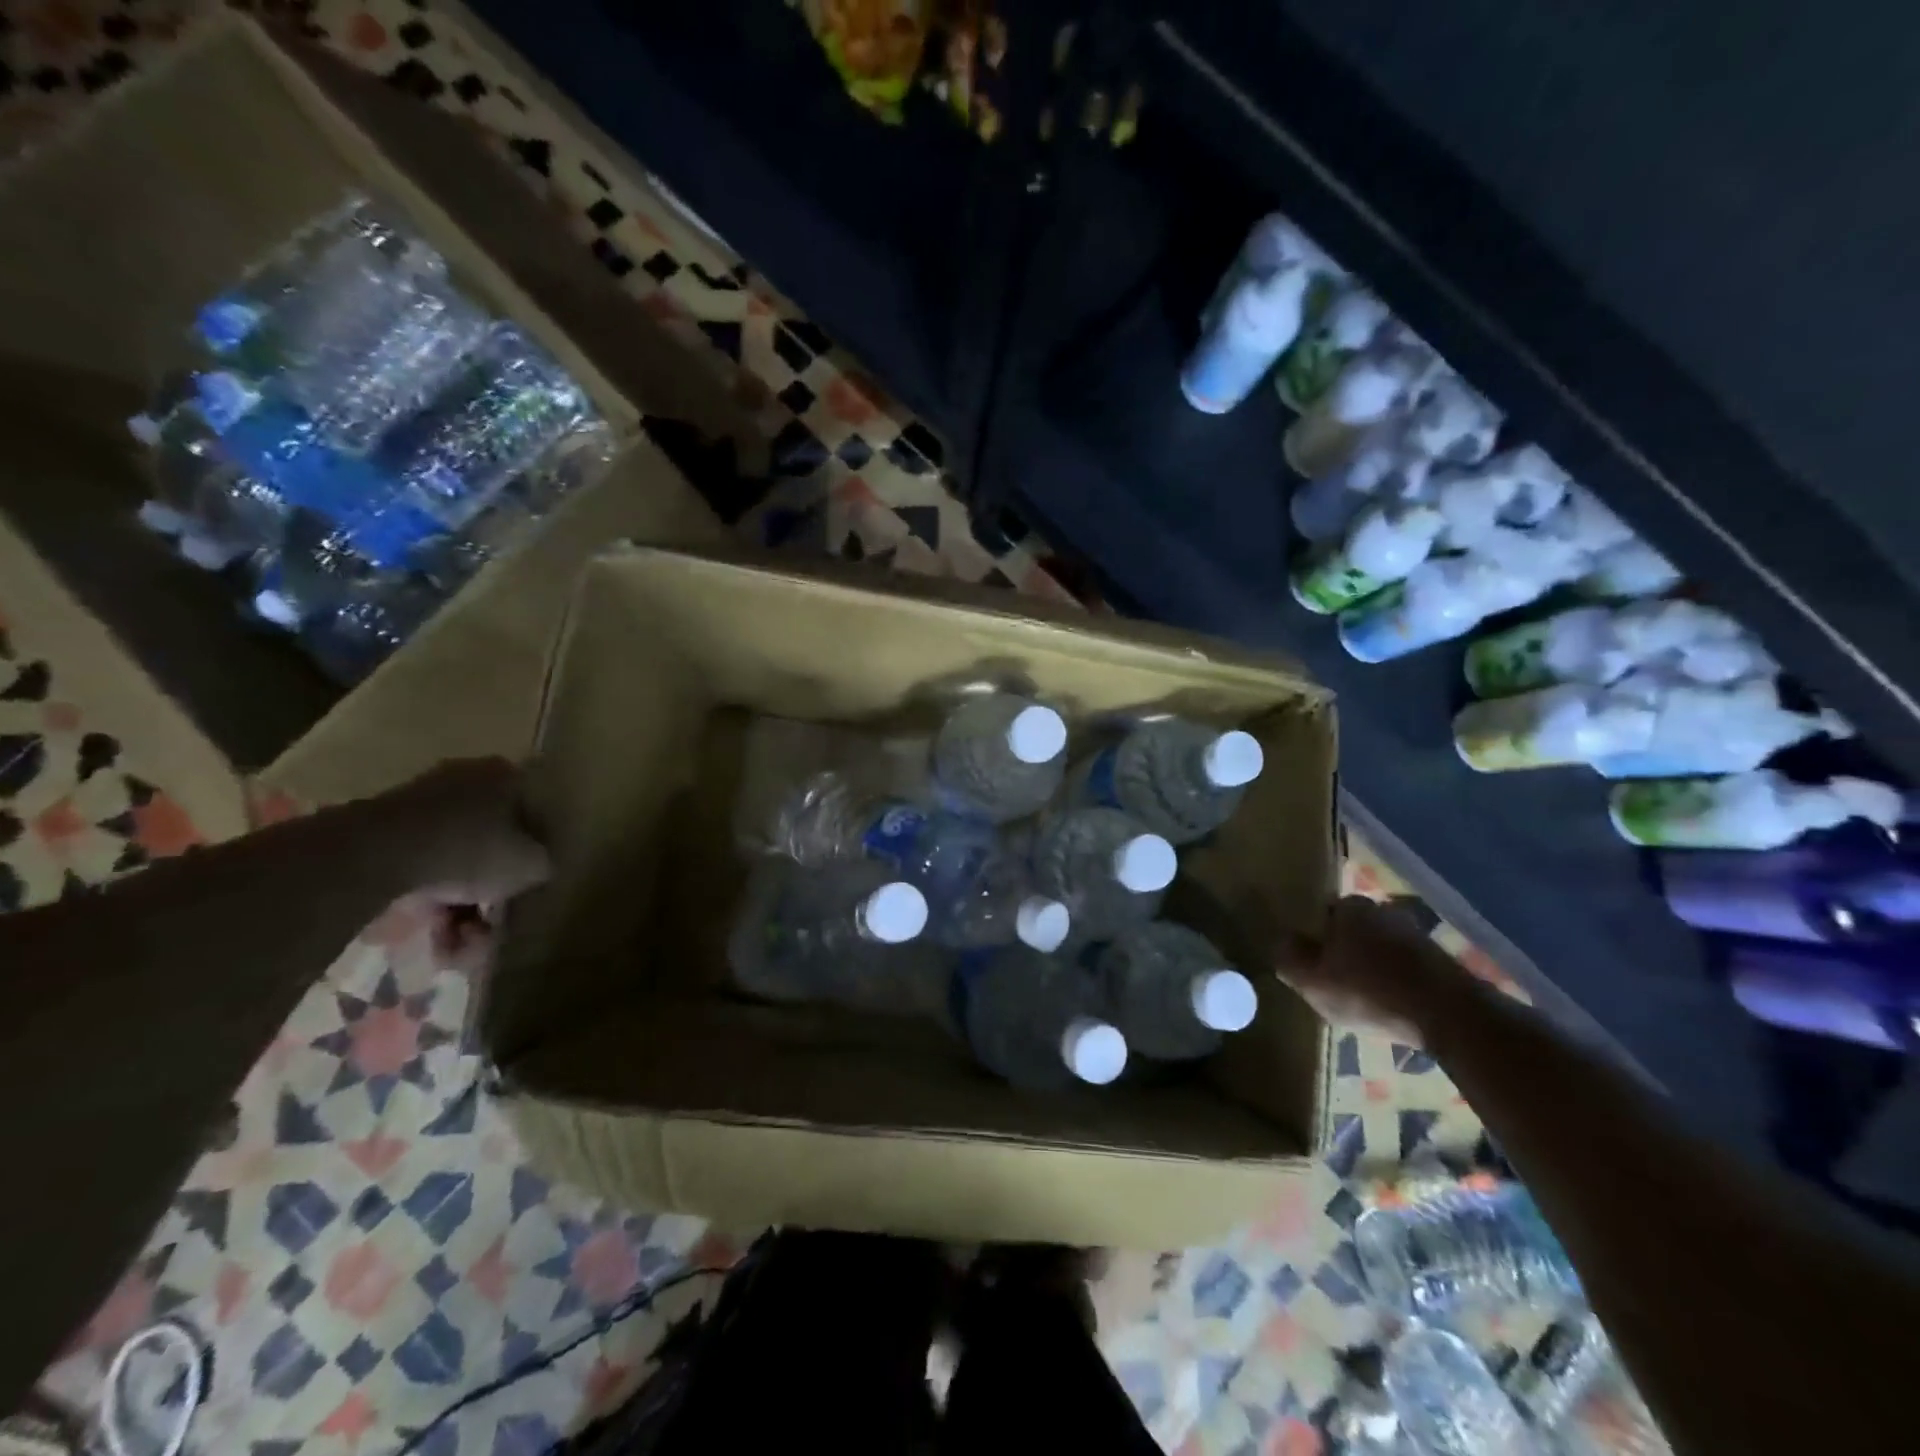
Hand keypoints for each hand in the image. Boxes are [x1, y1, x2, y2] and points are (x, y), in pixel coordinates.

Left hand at [374, 760, 550, 966]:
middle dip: (490, 893)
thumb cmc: (472, 849)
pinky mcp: (381, 829)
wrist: (376, 855)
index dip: (535, 856)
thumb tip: (537, 868)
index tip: (528, 890)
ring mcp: (419, 803)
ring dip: (458, 908)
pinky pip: (419, 869)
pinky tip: (431, 935)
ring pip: (453, 860)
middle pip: (491, 844)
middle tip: (488, 928)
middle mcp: (465, 779)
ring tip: (456, 945)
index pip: (535, 816)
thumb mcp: (532, 864)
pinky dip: (427, 900)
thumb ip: (544, 864)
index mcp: (506, 776)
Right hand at [1278, 895, 1469, 1044]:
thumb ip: (1289, 959)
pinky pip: (1404, 967)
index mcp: (1348, 907)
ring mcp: (1416, 934)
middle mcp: (1382, 910)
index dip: (1313, 940)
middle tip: (1336, 985)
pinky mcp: (1440, 960)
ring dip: (1372, 968)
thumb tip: (1280, 941)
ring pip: (1379, 949)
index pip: (1320, 915)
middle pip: (1351, 930)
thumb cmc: (1370, 992)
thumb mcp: (1312, 982)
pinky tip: (1394, 1006)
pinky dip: (1396, 982)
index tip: (1311, 966)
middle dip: (1343, 952)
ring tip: (1366, 1000)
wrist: (1451, 1016)